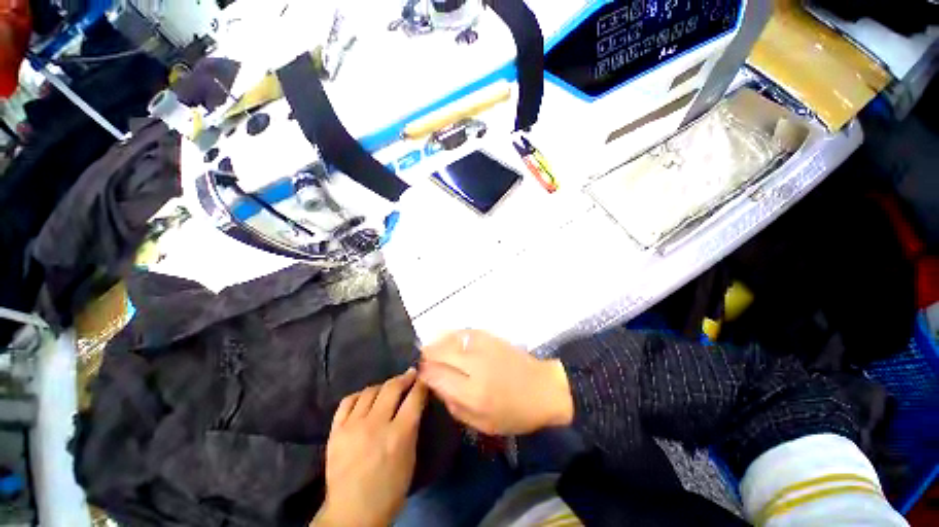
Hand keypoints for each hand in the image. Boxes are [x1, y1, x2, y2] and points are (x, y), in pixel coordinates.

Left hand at [313, 369, 427, 526]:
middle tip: (410, 374)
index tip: (424, 378)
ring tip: (389, 388)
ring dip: (383, 385)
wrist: (352, 513)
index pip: (414, 397)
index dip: (421, 384)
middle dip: (404, 377)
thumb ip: (412, 427)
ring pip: (370, 391)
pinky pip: (348, 401)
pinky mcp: (336, 431)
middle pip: (392, 387)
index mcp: (398, 435)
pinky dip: (360, 395)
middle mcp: (375, 425)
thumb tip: (415, 402)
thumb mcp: (410, 458)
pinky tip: (366, 397)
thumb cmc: (389, 490)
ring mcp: (353, 426)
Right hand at [419, 330, 573, 435]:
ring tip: (432, 349)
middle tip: (422, 360)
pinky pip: (464, 332)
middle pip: (439, 353)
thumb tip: (437, 386)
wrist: (543, 389)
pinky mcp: (491, 337)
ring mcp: (483, 347)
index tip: (419, 373)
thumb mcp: (482, 424)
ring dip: (437, 343)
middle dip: (426, 355)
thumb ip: (455, 405)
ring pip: (450, 339)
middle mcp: (475, 366)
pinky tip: (450, 341)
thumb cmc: (514, 413)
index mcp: (473, 393)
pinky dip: (452, 336)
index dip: (424, 373)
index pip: (436, 376)